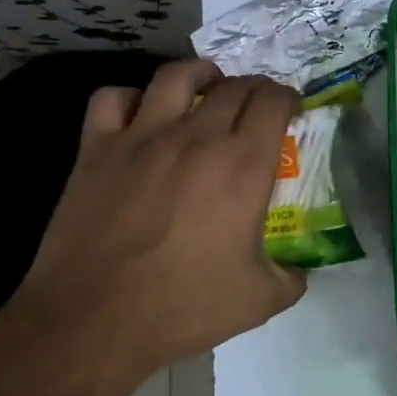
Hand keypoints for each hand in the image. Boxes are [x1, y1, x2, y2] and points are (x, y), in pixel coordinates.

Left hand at [0, 60, 306, 391]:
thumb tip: (302, 270)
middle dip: (253, 88)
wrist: (94, 321)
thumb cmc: (184, 308)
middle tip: (256, 107)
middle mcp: (196, 138)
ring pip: (175, 76)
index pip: (273, 102)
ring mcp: (142, 137)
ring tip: (206, 87)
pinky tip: (140, 116)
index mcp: (243, 166)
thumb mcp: (261, 300)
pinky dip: (131, 98)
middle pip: (233, 85)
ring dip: (199, 75)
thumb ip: (293, 277)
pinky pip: (112, 98)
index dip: (288, 98)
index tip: (290, 110)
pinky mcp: (96, 149)